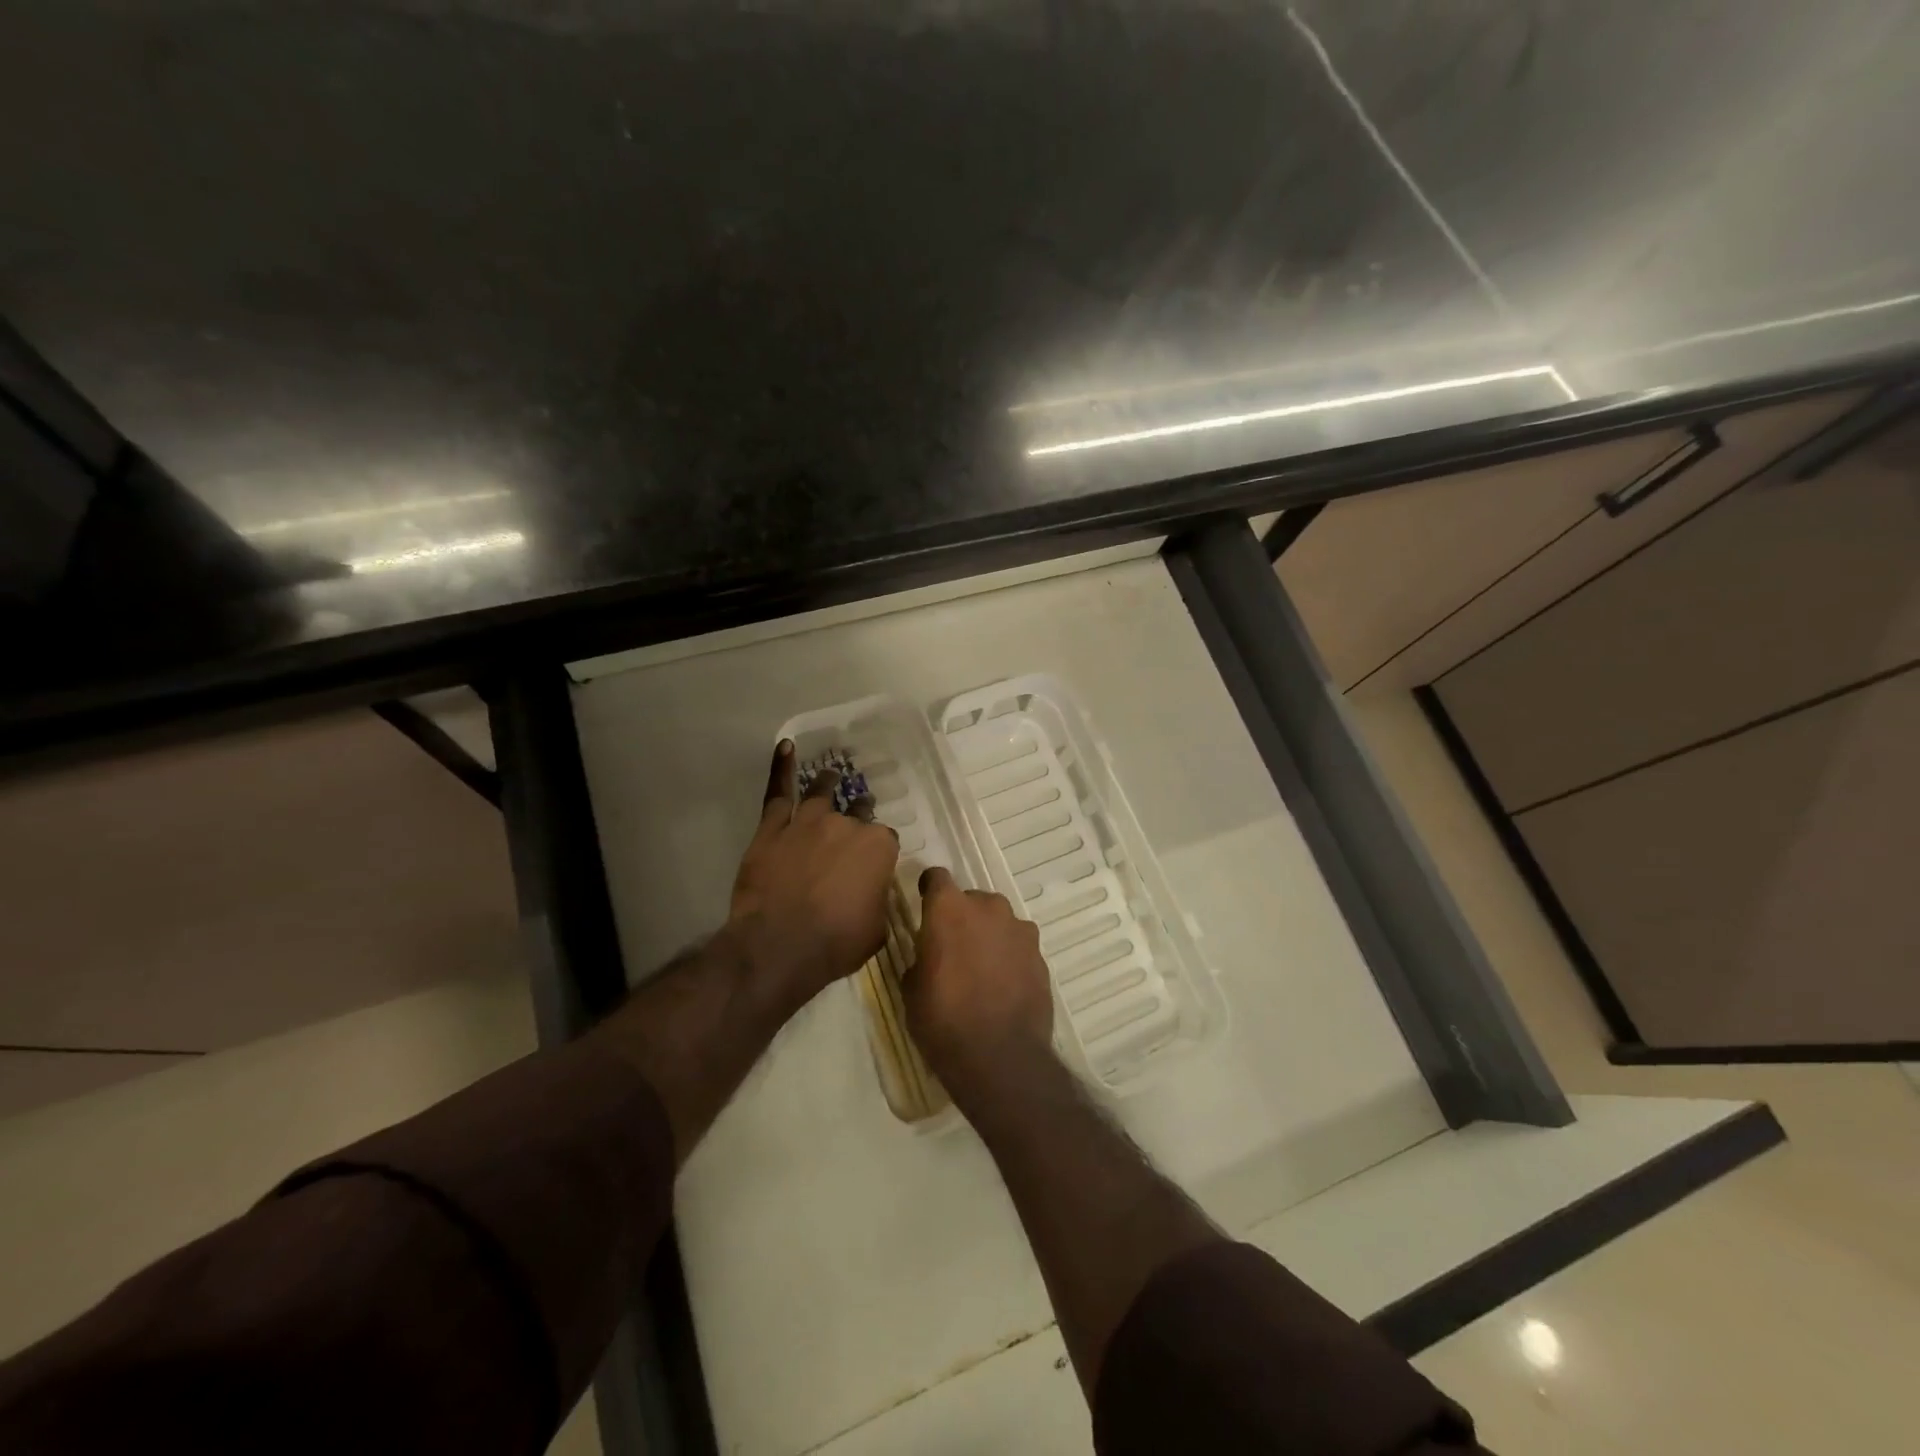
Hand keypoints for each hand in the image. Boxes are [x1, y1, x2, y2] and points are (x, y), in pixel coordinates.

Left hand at [728, 740, 899, 1007]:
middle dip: (859, 814)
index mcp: (878, 848)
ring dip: (829, 783)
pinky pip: (778, 792)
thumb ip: (878, 901)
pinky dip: (781, 767)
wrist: (779, 946)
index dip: (879, 852)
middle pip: (857, 812)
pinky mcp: (773, 828)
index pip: (886, 840)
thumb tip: (872, 894)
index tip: (873, 865)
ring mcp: (808, 822)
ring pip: (822, 793)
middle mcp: (847, 826)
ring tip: (831, 775)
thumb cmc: (835, 943)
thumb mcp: (876, 929)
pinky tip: (785, 746)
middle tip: (857, 817)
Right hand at [905, 866, 1054, 1098]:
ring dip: (989, 935)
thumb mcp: (912, 991)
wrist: (1001, 1058)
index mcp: (949, 909)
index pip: (936, 878)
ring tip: (981, 969)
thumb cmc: (943, 1021)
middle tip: (953, 948)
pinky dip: (1009, 957)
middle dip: (962, 917)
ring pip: (999, 921)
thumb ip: (921, 959)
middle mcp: (988, 908)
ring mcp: (1019, 930)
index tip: (925, 906)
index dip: (929, 890)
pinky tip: (1003, 985)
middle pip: (971, 900)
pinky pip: (1018, 945)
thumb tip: (929, 956)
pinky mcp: (1040, 955)